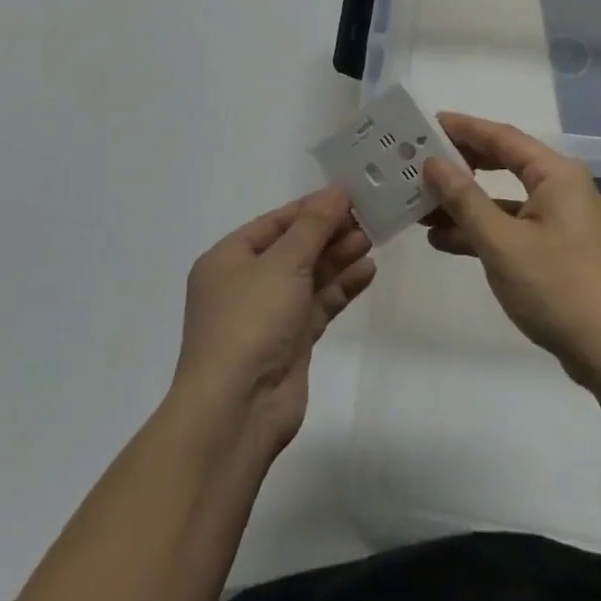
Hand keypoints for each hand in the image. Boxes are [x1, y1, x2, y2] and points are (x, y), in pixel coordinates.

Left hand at [171, 188, 374, 456]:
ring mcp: (268, 314)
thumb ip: (313, 226)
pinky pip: (318, 304)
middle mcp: (245, 283)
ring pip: (309, 276)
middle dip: (329, 233)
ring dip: (338, 258)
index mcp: (228, 258)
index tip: (349, 195)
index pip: (275, 222)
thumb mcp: (283, 263)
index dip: (311, 207)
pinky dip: (341, 287)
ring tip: (372, 240)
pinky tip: (367, 271)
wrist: (236, 409)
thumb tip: (335, 191)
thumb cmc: (250, 322)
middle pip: (294, 247)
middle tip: (368, 218)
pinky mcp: (290, 341)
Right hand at [422, 113, 600, 384]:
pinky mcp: (554, 246)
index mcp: (555, 174)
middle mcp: (560, 187)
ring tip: (420, 203)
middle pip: (503, 163)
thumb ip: (464, 199)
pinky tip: (443, 239)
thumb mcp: (501, 242)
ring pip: (503, 198)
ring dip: (465, 202)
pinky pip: (510, 225)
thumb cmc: (555, 286)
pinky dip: (481, 229)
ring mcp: (558, 218)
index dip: (463, 128)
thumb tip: (433, 163)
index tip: (426, 123)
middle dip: (461, 164)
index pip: (502, 137)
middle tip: (419, 160)